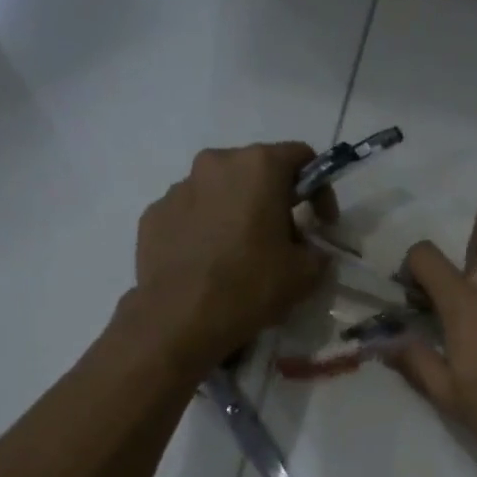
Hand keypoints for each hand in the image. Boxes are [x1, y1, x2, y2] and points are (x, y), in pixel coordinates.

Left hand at [132, 142, 334, 363]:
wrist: (180, 319)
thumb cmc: (251, 287)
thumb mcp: (306, 274)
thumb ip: (317, 252)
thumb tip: (310, 250)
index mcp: (258, 167)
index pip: (302, 157)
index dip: (320, 189)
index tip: (322, 223)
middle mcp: (216, 164)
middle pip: (257, 171)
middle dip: (275, 200)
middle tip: (283, 239)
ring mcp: (179, 187)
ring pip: (221, 192)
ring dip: (238, 213)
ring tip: (242, 254)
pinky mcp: (153, 214)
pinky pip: (191, 214)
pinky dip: (206, 230)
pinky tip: (211, 264)